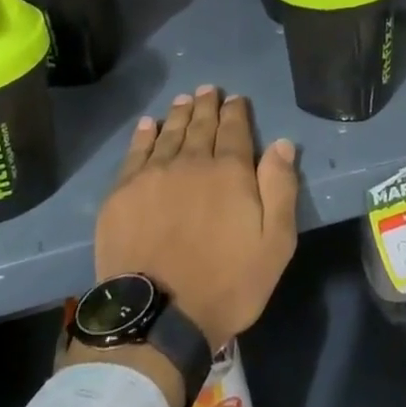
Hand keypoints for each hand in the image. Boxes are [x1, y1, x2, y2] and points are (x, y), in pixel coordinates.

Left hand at [93, 86, 299, 353]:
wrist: (157, 317)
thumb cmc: (226, 284)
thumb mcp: (274, 244)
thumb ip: (281, 189)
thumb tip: (282, 144)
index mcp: (230, 172)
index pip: (235, 130)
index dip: (236, 112)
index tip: (236, 99)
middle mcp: (191, 162)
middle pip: (201, 125)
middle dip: (207, 105)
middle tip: (208, 89)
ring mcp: (153, 175)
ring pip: (169, 133)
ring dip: (179, 114)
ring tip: (184, 99)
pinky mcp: (123, 193)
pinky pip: (135, 153)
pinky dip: (143, 135)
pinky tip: (147, 125)